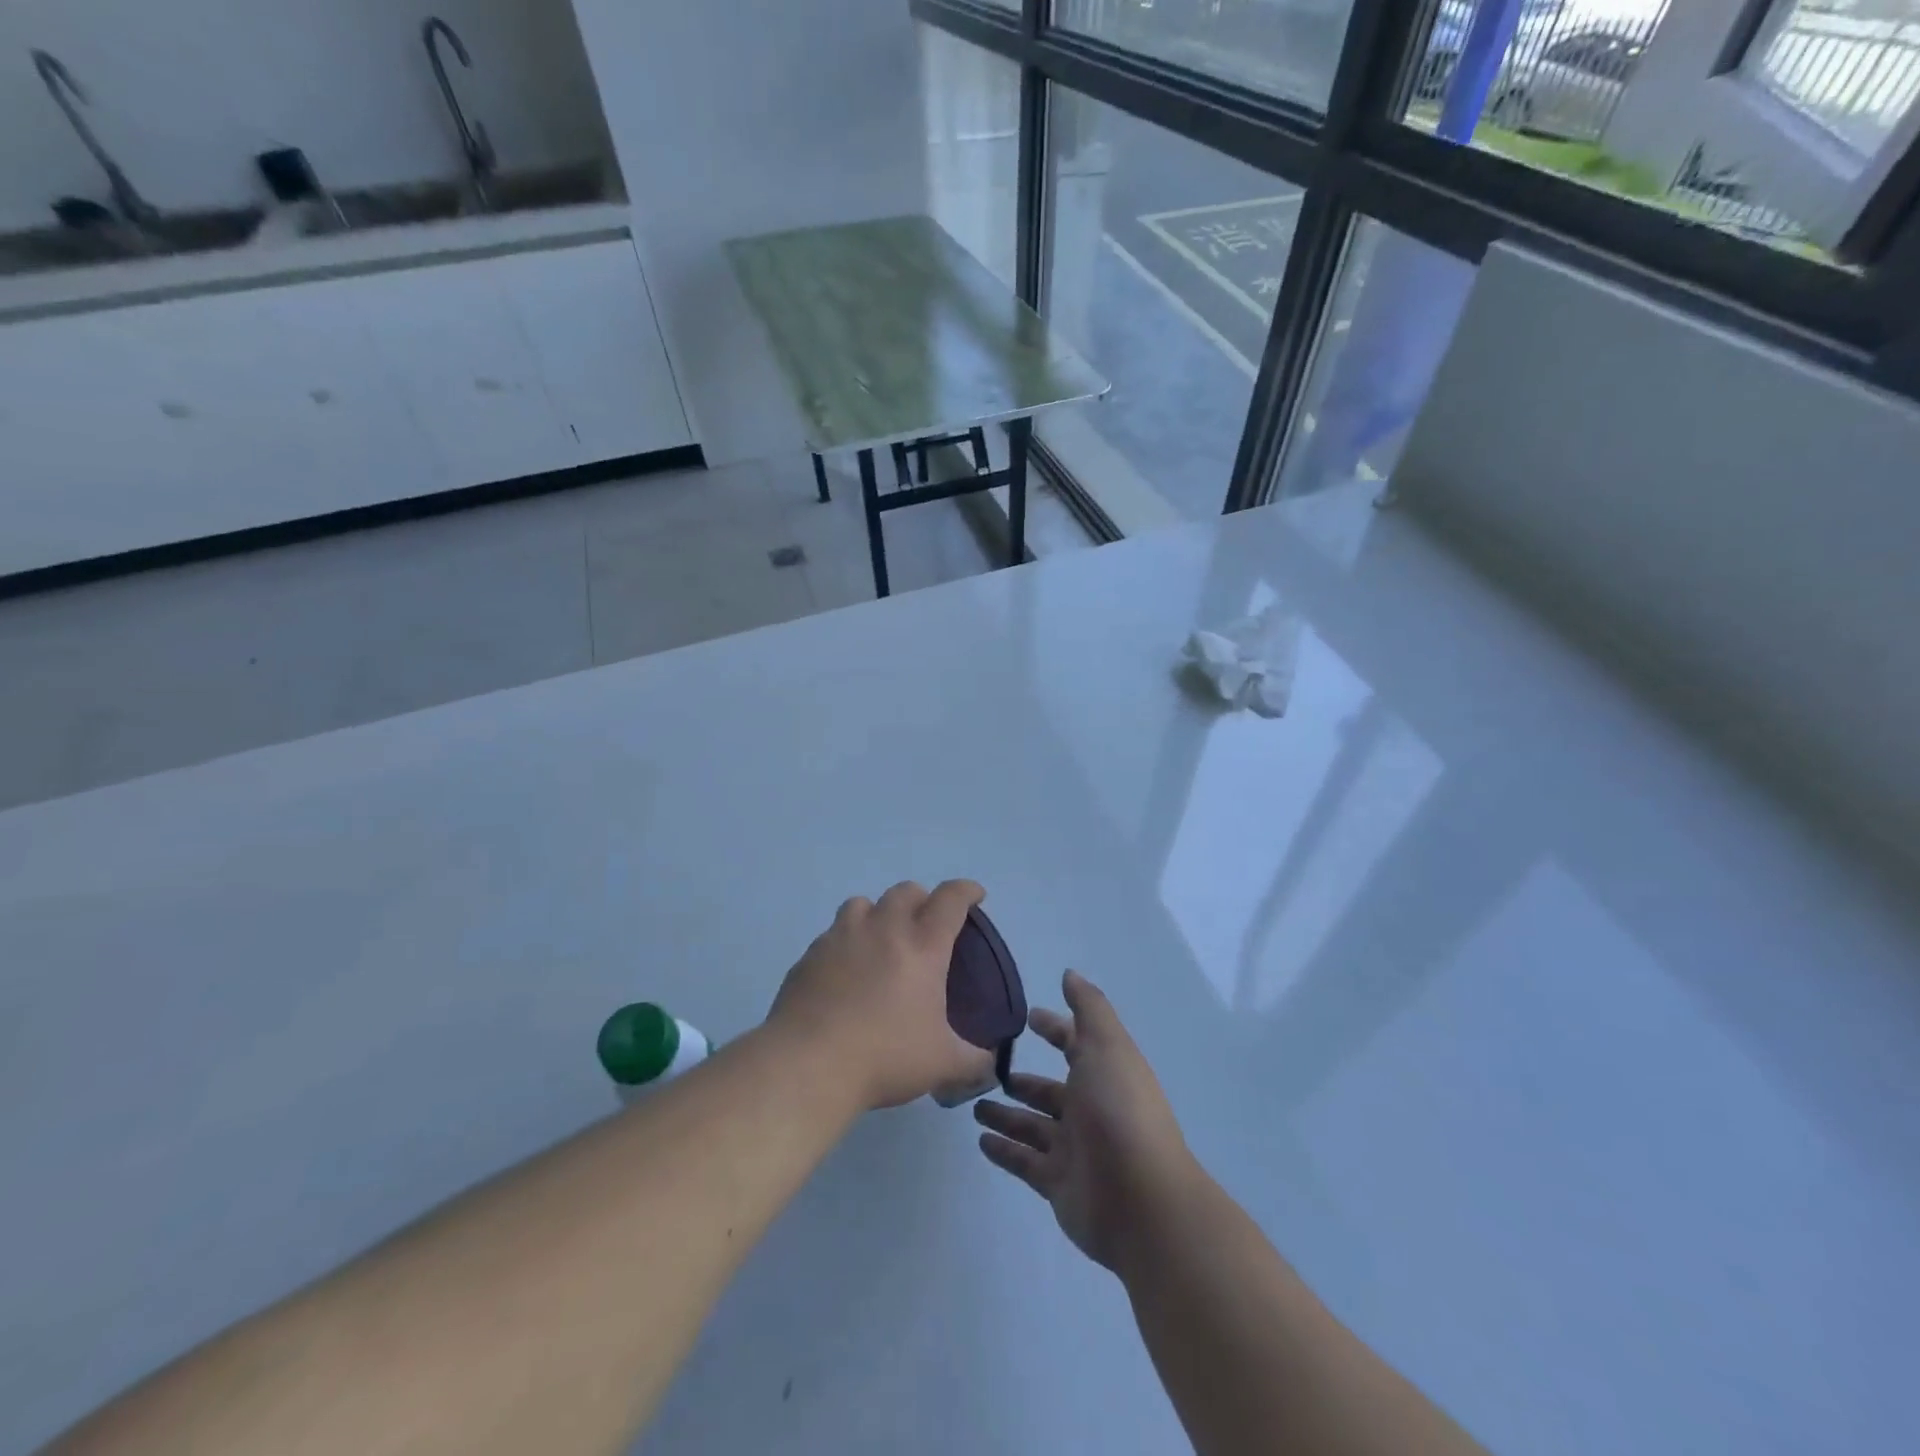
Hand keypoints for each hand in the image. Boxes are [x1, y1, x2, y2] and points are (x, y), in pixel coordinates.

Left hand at [767, 880, 994, 1110]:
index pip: (951, 900)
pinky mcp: (811, 955)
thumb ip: (973, 1059)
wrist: (809, 1064)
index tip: (974, 894)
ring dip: (878, 912)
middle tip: (925, 923)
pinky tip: (845, 971)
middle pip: (906, 891)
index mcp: (923, 946)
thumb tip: (990, 1063)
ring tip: (880, 939)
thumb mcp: (942, 1064)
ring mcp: (842, 937)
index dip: (966, 890)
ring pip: (862, 903)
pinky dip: (845, 942)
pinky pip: (832, 934)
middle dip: (922, 899)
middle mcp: (883, 929)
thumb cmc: (885, 1056)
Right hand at [974, 971, 1196, 1272]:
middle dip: (1023, 1080)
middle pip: (1050, 1091)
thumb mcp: (1107, 1046)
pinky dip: (1004, 1151)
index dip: (1055, 1029)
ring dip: (1006, 1115)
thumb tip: (1069, 974)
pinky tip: (980, 1140)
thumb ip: (1088, 1009)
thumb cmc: (1120, 1110)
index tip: (1027, 1018)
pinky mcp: (1058, 1184)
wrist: (1143, 1201)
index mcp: (1104, 1073)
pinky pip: (1024, 1162)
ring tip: (974, 1105)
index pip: (1075, 1045)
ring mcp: (1074, 1149)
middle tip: (987, 1069)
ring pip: (1033, 1126)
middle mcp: (1090, 1109)